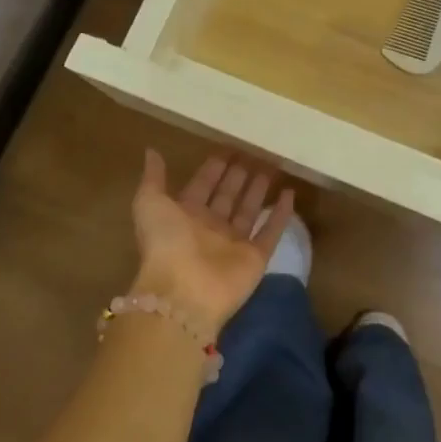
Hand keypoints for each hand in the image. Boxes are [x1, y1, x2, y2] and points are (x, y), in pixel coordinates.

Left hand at [129, 150, 294, 330]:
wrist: (183, 293)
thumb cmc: (165, 243)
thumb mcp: (150, 204)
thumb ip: (153, 178)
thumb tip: (151, 151)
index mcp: (185, 215)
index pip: (203, 185)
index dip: (214, 168)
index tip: (229, 147)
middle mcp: (210, 228)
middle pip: (228, 195)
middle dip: (239, 175)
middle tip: (255, 151)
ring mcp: (234, 243)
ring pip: (250, 210)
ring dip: (259, 189)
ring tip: (272, 167)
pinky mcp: (255, 257)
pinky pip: (272, 231)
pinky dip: (282, 214)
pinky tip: (290, 193)